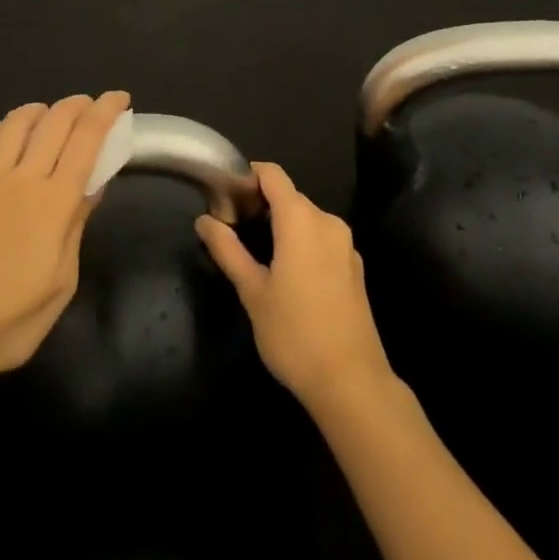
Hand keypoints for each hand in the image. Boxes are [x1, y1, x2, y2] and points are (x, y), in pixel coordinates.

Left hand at [0, 91, 130, 380]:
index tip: (119, 98)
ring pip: (15, 123)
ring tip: (48, 114)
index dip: (106, 112)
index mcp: (54, 202)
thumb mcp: (63, 282)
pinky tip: (2, 133)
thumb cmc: (13, 320)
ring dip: (38, 110)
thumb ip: (76, 226)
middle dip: (78, 104)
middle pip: (55, 121)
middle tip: (90, 105)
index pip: (87, 139)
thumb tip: (92, 186)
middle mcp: (22, 179)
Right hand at [195, 162, 393, 408]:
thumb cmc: (295, 334)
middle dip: (261, 204)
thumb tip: (204, 220)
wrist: (353, 385)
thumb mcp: (252, 292)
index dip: (247, 176)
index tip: (226, 196)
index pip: (272, 174)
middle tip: (234, 229)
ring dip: (282, 226)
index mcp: (301, 219)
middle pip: (289, 196)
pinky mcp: (354, 267)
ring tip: (257, 254)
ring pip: (306, 219)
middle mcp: (326, 221)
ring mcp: (345, 244)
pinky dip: (302, 244)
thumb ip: (228, 250)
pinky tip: (289, 276)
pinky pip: (322, 239)